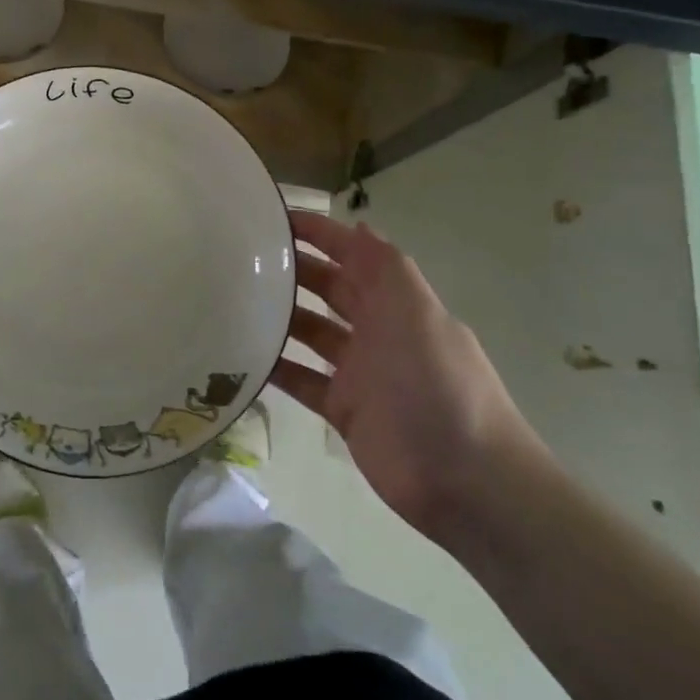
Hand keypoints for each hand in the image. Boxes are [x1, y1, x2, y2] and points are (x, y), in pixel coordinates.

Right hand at [272, 210, 542, 539]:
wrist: (466, 481)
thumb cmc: (439, 386)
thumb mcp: (417, 315)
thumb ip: (387, 268)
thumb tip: (359, 226)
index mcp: (398, 304)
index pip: (354, 256)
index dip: (320, 234)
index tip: (275, 218)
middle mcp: (378, 331)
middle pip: (330, 290)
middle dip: (294, 270)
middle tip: (241, 257)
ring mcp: (360, 372)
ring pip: (312, 332)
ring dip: (280, 316)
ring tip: (233, 300)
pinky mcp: (343, 410)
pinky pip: (302, 380)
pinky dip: (276, 367)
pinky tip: (241, 356)